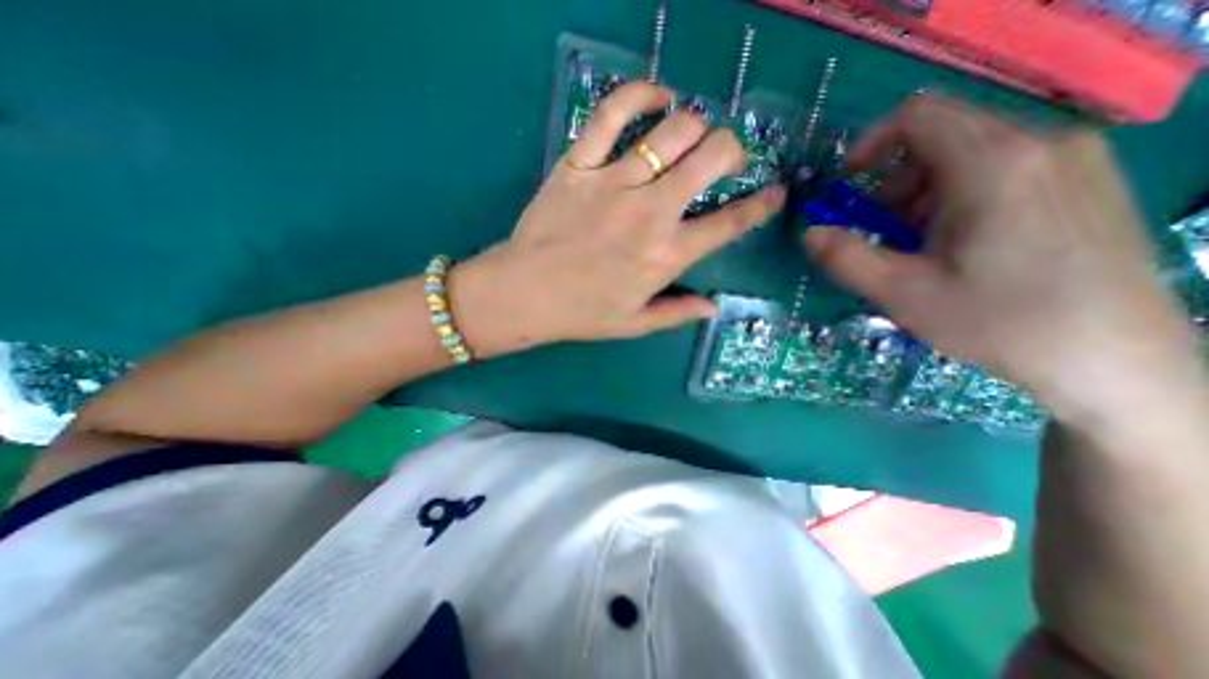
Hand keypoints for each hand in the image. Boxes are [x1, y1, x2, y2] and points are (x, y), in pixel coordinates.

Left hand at [454, 83, 782, 357]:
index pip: (729, 223)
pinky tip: (657, 96)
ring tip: (692, 135)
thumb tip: (714, 308)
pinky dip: (641, 93)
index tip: (774, 192)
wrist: (524, 293)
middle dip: (732, 150)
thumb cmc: (581, 313)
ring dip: (695, 125)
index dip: (760, 204)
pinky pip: (613, 112)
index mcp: (667, 255)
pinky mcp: (579, 164)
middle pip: (712, 157)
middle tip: (725, 158)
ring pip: (674, 129)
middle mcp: (650, 212)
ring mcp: (614, 182)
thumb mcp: (635, 324)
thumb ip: (678, 313)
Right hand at [801, 96, 1197, 424]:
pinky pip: (1001, 169)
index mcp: (994, 165)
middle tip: (883, 233)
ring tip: (921, 247)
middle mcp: (1041, 143)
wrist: (1115, 361)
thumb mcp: (902, 293)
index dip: (869, 144)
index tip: (847, 185)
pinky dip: (958, 198)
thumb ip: (846, 258)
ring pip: (969, 154)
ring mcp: (1073, 159)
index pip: (917, 116)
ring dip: (923, 195)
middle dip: (894, 183)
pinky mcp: (1085, 181)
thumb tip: (809, 234)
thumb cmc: (998, 322)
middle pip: (940, 137)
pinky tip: (961, 245)